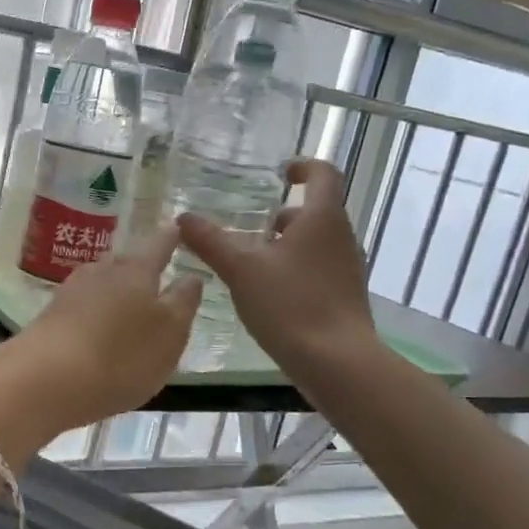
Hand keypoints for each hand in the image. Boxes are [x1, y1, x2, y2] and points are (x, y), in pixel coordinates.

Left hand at [0, 228, 202, 451]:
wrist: (46, 379)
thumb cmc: (121, 355)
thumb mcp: (170, 333)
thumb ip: (183, 302)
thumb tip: (191, 276)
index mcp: (137, 270)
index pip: (159, 244)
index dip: (171, 237)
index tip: (178, 229)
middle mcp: (102, 271)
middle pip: (126, 261)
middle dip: (141, 265)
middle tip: (157, 271)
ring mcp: (71, 291)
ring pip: (102, 281)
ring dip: (116, 288)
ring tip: (130, 302)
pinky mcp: (51, 316)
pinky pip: (83, 305)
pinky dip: (96, 310)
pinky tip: (99, 326)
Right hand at [176, 159, 379, 378]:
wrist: (337, 362)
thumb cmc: (291, 304)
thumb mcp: (241, 270)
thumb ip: (211, 241)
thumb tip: (183, 218)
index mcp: (322, 218)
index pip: (322, 174)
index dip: (302, 166)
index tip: (279, 172)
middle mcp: (340, 237)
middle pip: (315, 211)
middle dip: (282, 214)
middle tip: (248, 225)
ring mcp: (346, 268)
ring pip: (314, 242)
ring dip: (284, 243)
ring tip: (249, 260)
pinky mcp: (343, 295)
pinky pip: (316, 268)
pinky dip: (292, 268)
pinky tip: (265, 292)